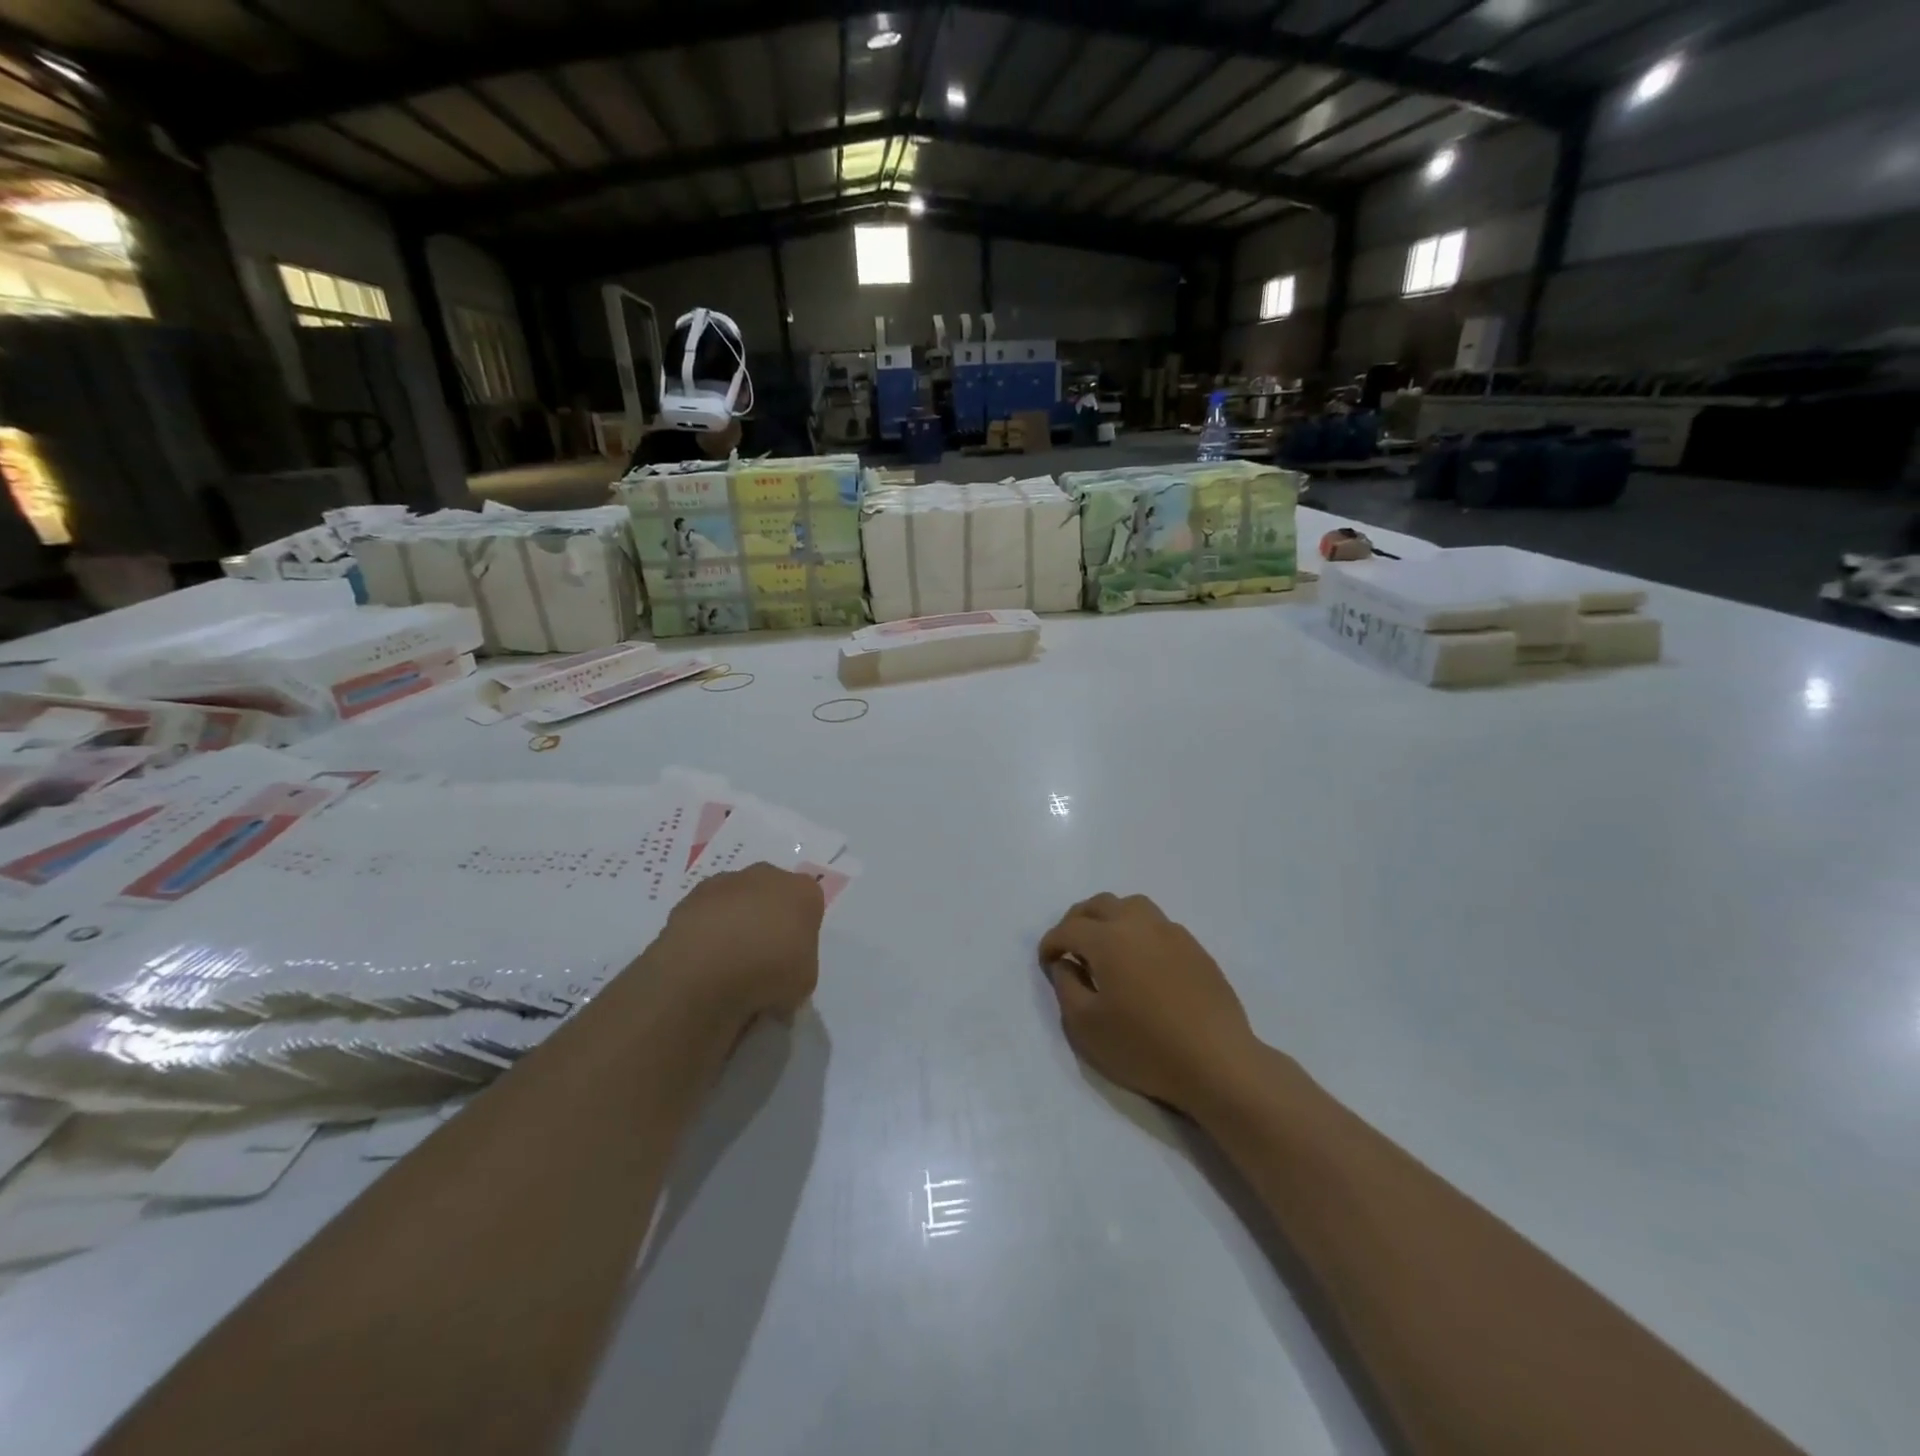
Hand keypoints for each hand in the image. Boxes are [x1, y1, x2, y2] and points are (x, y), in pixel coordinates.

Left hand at [646, 863, 824, 1025]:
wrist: (706, 971)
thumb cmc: (769, 973)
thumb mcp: (805, 982)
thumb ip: (799, 966)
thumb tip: (781, 972)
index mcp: (803, 891)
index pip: (809, 904)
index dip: (801, 932)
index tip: (792, 958)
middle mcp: (767, 876)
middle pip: (772, 895)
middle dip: (768, 919)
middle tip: (762, 957)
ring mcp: (726, 882)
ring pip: (737, 901)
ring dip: (735, 922)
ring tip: (727, 964)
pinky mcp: (691, 897)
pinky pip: (707, 914)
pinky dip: (707, 931)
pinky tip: (703, 960)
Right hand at [1039, 893, 1262, 1114]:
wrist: (1217, 1062)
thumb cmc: (1144, 1046)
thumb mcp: (1086, 1026)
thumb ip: (1066, 987)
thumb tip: (1065, 964)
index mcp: (1108, 939)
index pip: (1068, 929)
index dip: (1051, 943)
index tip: (1046, 962)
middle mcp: (1138, 924)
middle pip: (1100, 904)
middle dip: (1077, 921)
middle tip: (1070, 947)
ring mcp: (1171, 932)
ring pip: (1132, 906)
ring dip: (1111, 917)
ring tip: (1106, 946)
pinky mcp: (1195, 948)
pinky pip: (1158, 925)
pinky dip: (1139, 932)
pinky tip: (1141, 962)